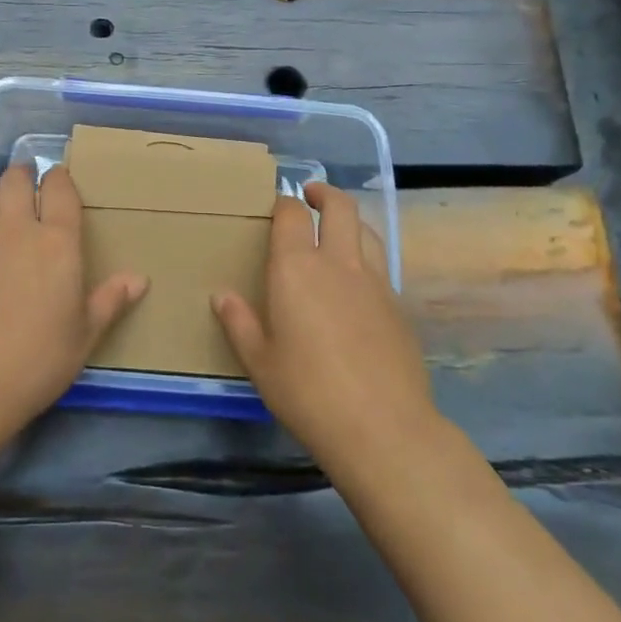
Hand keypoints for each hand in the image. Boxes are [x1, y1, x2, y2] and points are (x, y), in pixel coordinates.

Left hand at [0, 164, 146, 434]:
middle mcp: (16, 232)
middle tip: (32, 183)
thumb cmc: (37, 360)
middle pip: (15, 180)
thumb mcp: (84, 336)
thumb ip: (109, 301)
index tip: (61, 178)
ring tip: (6, 211)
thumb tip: (139, 279)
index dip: (60, 178)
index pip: (59, 189)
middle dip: (24, 174)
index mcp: (56, 243)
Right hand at [213, 183, 434, 464]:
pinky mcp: (398, 306)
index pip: (291, 214)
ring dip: (349, 221)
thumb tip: (222, 295)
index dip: (283, 203)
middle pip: (339, 207)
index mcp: (297, 268)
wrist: (383, 428)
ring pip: (366, 230)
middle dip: (324, 193)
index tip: (276, 207)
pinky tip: (357, 284)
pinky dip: (366, 258)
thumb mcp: (260, 362)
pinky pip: (381, 265)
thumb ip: (239, 323)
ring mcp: (375, 281)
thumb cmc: (308, 393)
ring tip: (336, 232)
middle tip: (310, 196)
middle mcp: (338, 263)